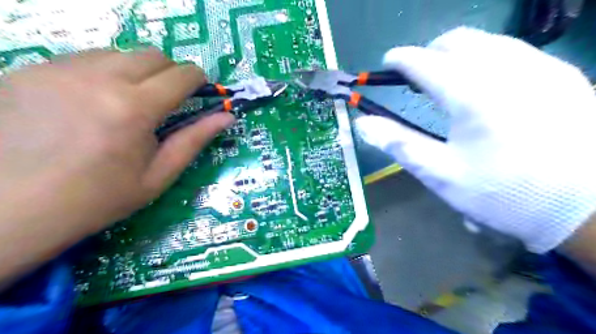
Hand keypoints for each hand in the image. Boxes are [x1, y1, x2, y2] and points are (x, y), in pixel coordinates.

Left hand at [0, 49, 234, 285]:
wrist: (14, 208)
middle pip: (153, 55)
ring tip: (128, 103)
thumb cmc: (100, 197)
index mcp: (135, 108)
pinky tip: (93, 102)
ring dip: (136, 72)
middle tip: (167, 100)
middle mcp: (99, 78)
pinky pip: (84, 59)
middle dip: (170, 73)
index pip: (182, 74)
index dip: (199, 79)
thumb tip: (227, 116)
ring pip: (119, 53)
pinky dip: (103, 73)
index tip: (200, 91)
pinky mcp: (31, 70)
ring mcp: (60, 70)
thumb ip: (195, 139)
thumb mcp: (159, 174)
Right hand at [356, 27, 594, 253]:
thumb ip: (398, 143)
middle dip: (429, 52)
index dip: (400, 59)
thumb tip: (362, 124)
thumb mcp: (440, 174)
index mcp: (472, 94)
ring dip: (457, 53)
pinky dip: (486, 58)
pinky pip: (514, 51)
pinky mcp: (561, 75)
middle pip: (457, 41)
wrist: (587, 207)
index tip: (386, 63)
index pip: (424, 61)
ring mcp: (540, 67)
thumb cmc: (502, 193)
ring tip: (445, 78)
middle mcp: (507, 69)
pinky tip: (484, 84)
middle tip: (415, 76)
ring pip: (487, 41)